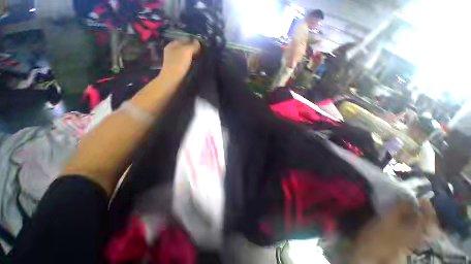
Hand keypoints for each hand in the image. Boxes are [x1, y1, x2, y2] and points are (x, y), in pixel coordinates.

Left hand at [160, 40, 200, 80]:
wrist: (172, 80)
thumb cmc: (179, 64)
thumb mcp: (187, 51)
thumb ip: (193, 45)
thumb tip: (198, 42)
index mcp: (173, 44)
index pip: (185, 40)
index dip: (193, 42)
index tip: (201, 47)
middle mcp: (171, 50)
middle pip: (184, 48)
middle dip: (192, 50)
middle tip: (201, 54)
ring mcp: (173, 59)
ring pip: (184, 55)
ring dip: (191, 57)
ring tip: (198, 60)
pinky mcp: (175, 68)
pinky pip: (184, 62)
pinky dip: (188, 62)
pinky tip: (193, 65)